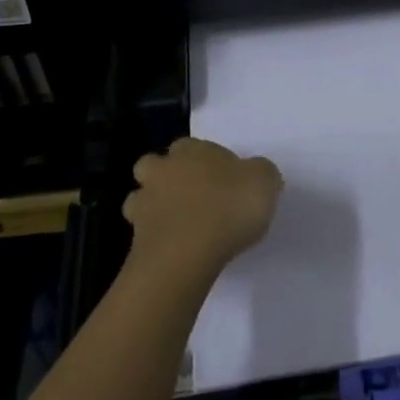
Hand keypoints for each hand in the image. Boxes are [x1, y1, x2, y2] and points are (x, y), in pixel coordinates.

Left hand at [124, 137, 282, 277]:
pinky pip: (142, 233)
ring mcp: (144, 204)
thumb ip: (260, 173)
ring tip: (176, 224)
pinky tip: (172, 249)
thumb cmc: (228, 207)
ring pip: (140, 197)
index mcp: (192, 150)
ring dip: (152, 206)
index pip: (191, 145)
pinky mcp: (135, 239)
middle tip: (190, 197)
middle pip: (155, 165)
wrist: (187, 254)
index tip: (221, 178)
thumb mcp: (264, 181)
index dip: (205, 160)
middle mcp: (163, 170)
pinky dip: (153, 238)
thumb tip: (256, 175)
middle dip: (166, 176)